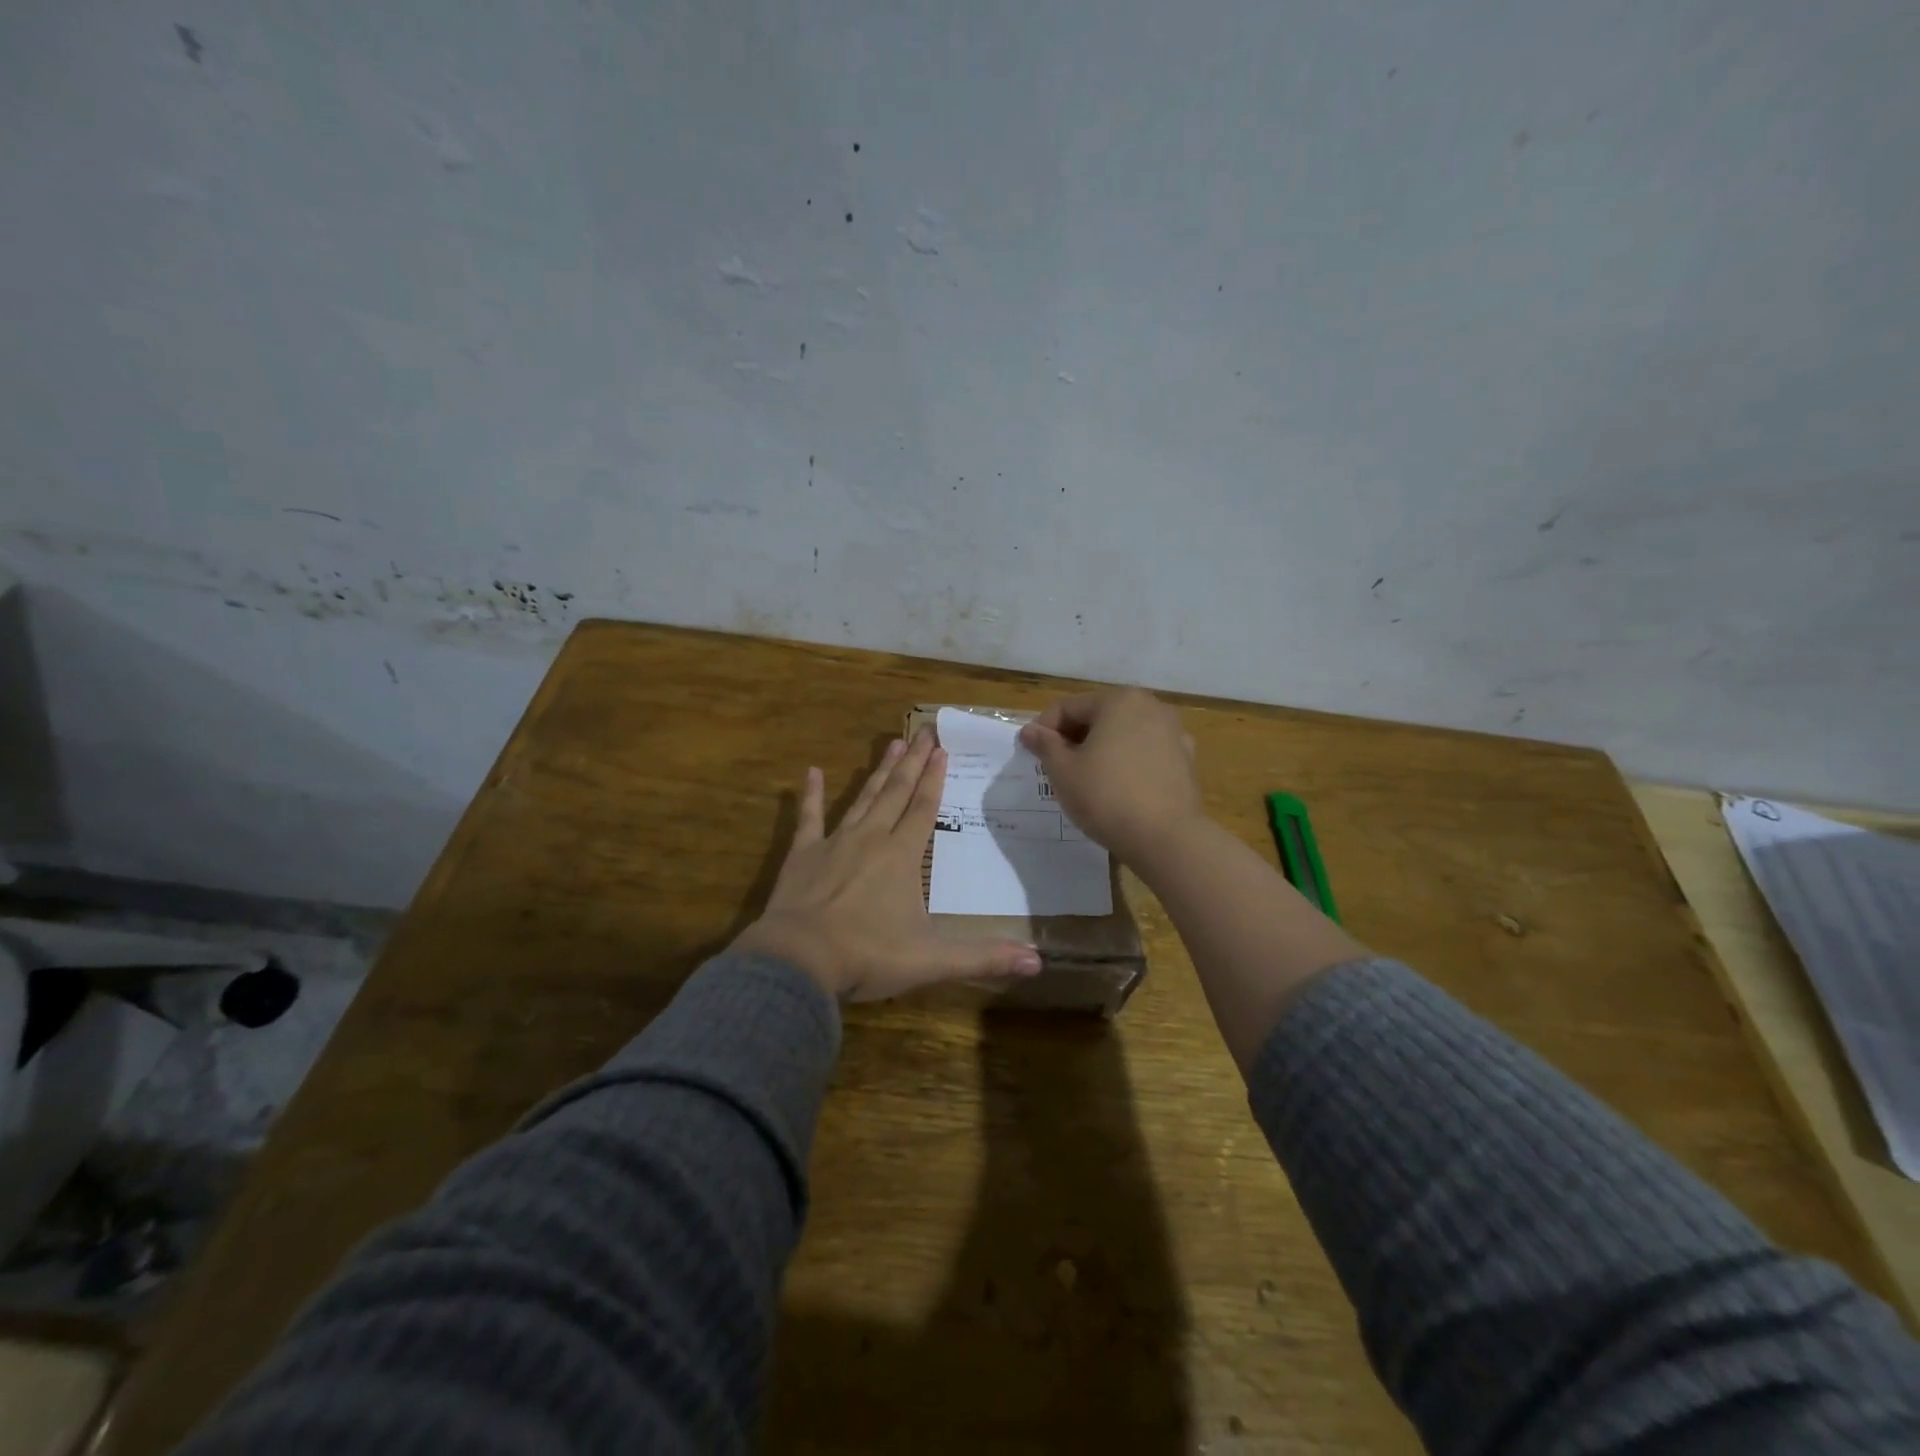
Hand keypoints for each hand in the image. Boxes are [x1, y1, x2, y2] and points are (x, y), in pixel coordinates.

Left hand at [732, 730, 1043, 1000]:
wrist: (799, 960)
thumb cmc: (868, 954)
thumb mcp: (932, 960)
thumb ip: (983, 957)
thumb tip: (1037, 963)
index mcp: (902, 855)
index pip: (924, 808)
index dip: (935, 778)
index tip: (942, 749)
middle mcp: (871, 838)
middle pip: (897, 792)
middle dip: (913, 762)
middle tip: (924, 731)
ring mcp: (835, 842)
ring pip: (863, 798)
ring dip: (879, 772)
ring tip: (892, 743)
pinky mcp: (803, 854)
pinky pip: (809, 817)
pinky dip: (811, 795)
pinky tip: (811, 772)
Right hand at [1018, 688, 1203, 863]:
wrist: (1166, 838)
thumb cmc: (1106, 797)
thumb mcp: (1063, 771)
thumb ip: (1045, 745)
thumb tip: (1030, 730)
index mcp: (1119, 701)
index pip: (1069, 707)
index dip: (1044, 729)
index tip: (1030, 754)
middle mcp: (1150, 707)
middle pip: (1099, 716)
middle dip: (1073, 738)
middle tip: (1055, 767)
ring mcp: (1173, 733)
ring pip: (1123, 735)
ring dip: (1100, 749)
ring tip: (1084, 779)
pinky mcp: (1184, 760)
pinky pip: (1144, 754)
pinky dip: (1126, 763)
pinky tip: (1117, 787)